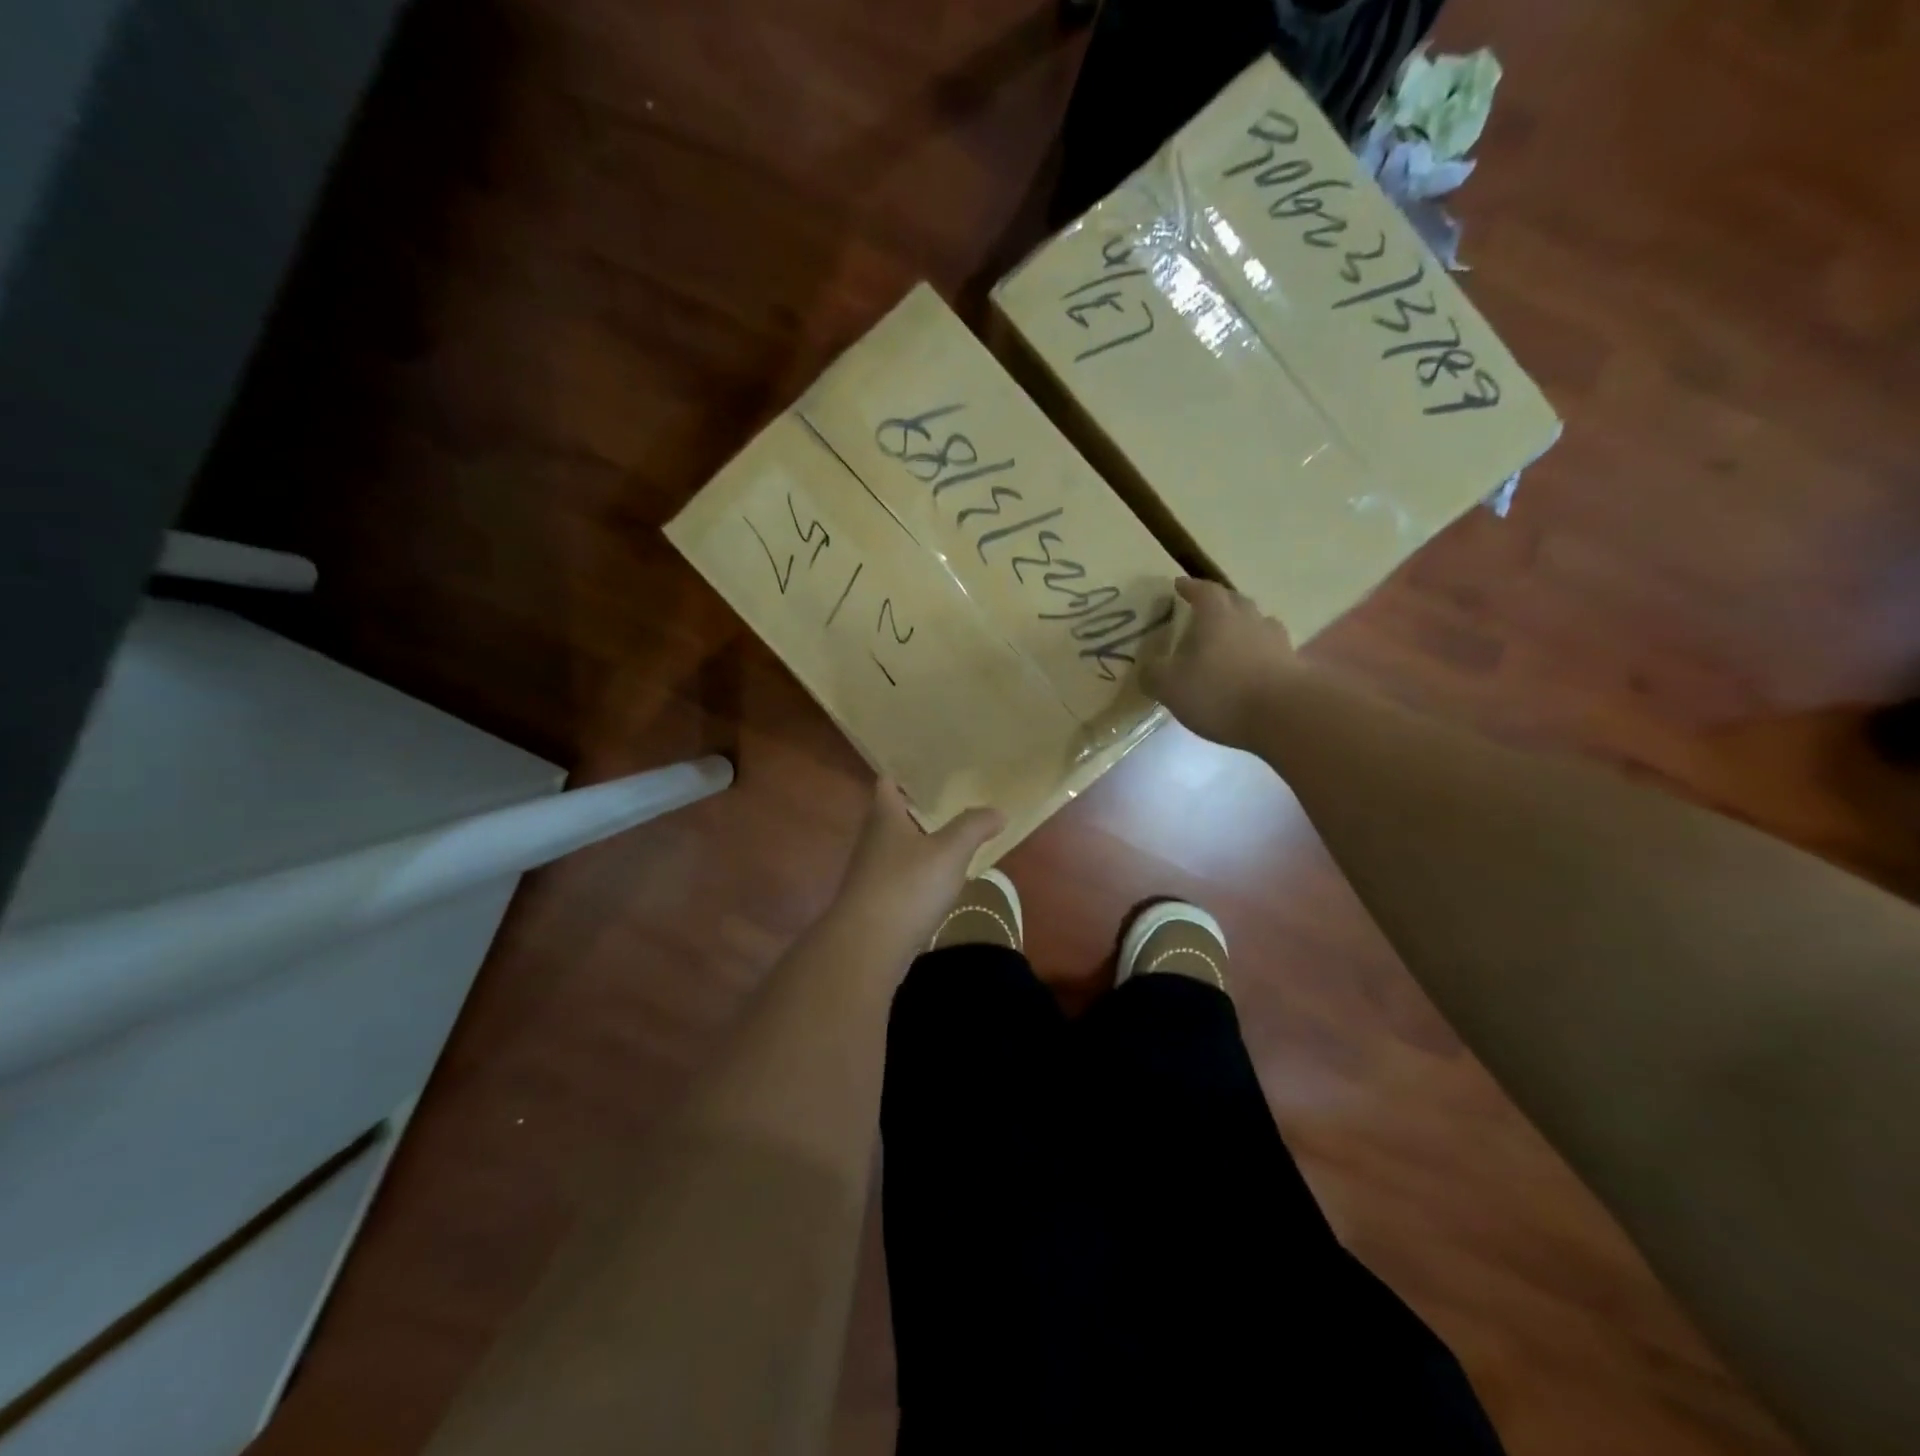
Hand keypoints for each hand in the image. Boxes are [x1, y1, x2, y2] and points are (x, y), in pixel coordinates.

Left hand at [834, 779, 1004, 948]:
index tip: (925, 766)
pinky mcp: (874, 902)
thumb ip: (973, 827)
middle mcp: (872, 840)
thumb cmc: (908, 886)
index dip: (903, 773)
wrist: (868, 946)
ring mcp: (870, 873)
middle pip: (891, 815)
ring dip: (917, 842)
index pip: (887, 783)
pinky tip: (936, 880)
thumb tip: (998, 811)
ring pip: (895, 848)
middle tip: (948, 798)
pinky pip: (898, 877)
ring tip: (948, 836)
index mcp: (884, 817)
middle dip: (915, 807)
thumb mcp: (949, 851)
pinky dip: (916, 873)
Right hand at [1141, 577, 1294, 747]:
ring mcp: (1275, 640)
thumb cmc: (1219, 692)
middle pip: (1234, 601)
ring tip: (1230, 639)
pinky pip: (1271, 650)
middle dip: (1219, 602)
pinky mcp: (1293, 665)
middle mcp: (1248, 618)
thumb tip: (1147, 667)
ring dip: (1243, 627)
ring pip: (1257, 623)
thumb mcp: (1170, 686)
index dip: (1190, 587)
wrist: (1284, 715)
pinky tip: (1251, 667)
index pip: (1203, 590)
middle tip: (1204, 611)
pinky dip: (1259, 653)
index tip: (1179, 585)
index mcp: (1216, 615)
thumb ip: (1154, 674)